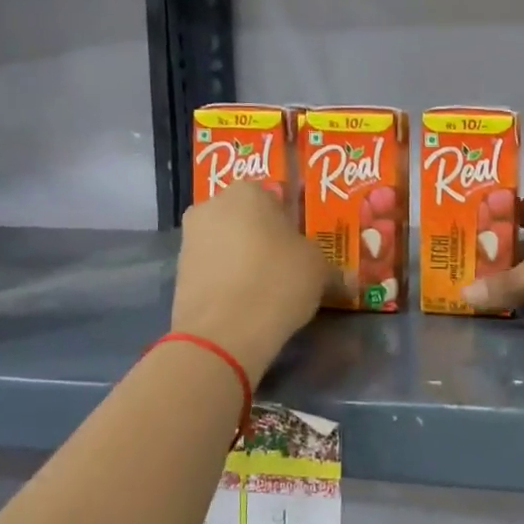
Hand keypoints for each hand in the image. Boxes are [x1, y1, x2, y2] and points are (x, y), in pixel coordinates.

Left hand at [171, 183, 330, 377]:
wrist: (225, 332)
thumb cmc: (278, 281)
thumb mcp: (319, 270)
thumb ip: (330, 267)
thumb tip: (345, 279)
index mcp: (247, 192)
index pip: (274, 198)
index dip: (289, 223)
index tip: (300, 247)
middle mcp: (211, 206)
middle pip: (245, 219)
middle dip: (261, 238)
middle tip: (285, 266)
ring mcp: (189, 240)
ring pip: (226, 244)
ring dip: (243, 260)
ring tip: (265, 289)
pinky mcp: (178, 273)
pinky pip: (213, 270)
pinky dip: (227, 281)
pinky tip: (245, 304)